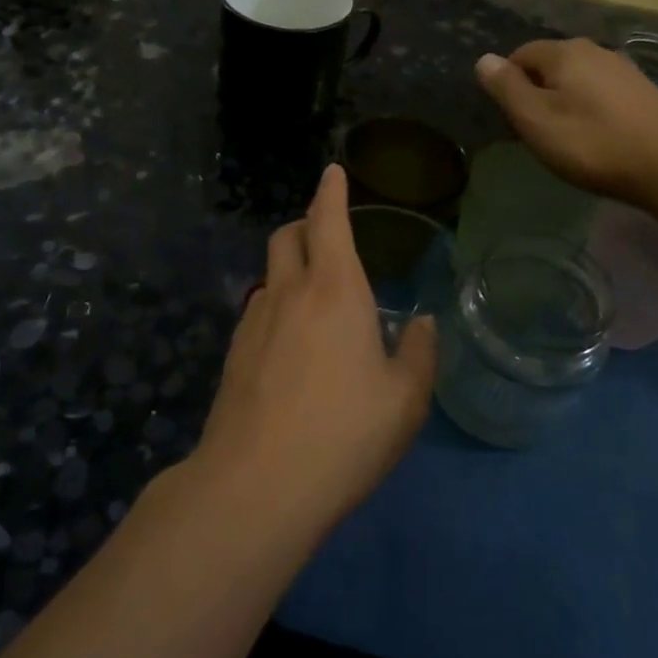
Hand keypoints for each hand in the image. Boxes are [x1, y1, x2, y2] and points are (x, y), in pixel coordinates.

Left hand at [194, 165, 437, 533]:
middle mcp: (289, 293)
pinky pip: (258, 309)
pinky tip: (291, 345)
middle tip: (328, 236)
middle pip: (287, 235)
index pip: (328, 220)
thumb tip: (423, 324)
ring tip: (315, 300)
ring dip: (290, 268)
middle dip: (306, 223)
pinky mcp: (233, 354)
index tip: (332, 172)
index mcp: (334, 290)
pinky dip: (277, 305)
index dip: (331, 191)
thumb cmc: (343, 434)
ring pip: (269, 273)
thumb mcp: (405, 400)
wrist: (256, 485)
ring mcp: (253, 322)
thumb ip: (419, 354)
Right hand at [476, 39, 657, 203]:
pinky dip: (590, 108)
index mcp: (564, 53)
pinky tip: (596, 135)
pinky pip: (601, 92)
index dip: (508, 83)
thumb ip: (506, 88)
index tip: (512, 118)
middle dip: (537, 90)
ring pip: (577, 78)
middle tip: (536, 129)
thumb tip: (483, 59)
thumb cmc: (592, 142)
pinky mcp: (643, 91)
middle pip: (550, 64)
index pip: (520, 54)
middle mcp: (594, 50)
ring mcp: (623, 69)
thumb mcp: (536, 119)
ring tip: (565, 135)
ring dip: (564, 100)